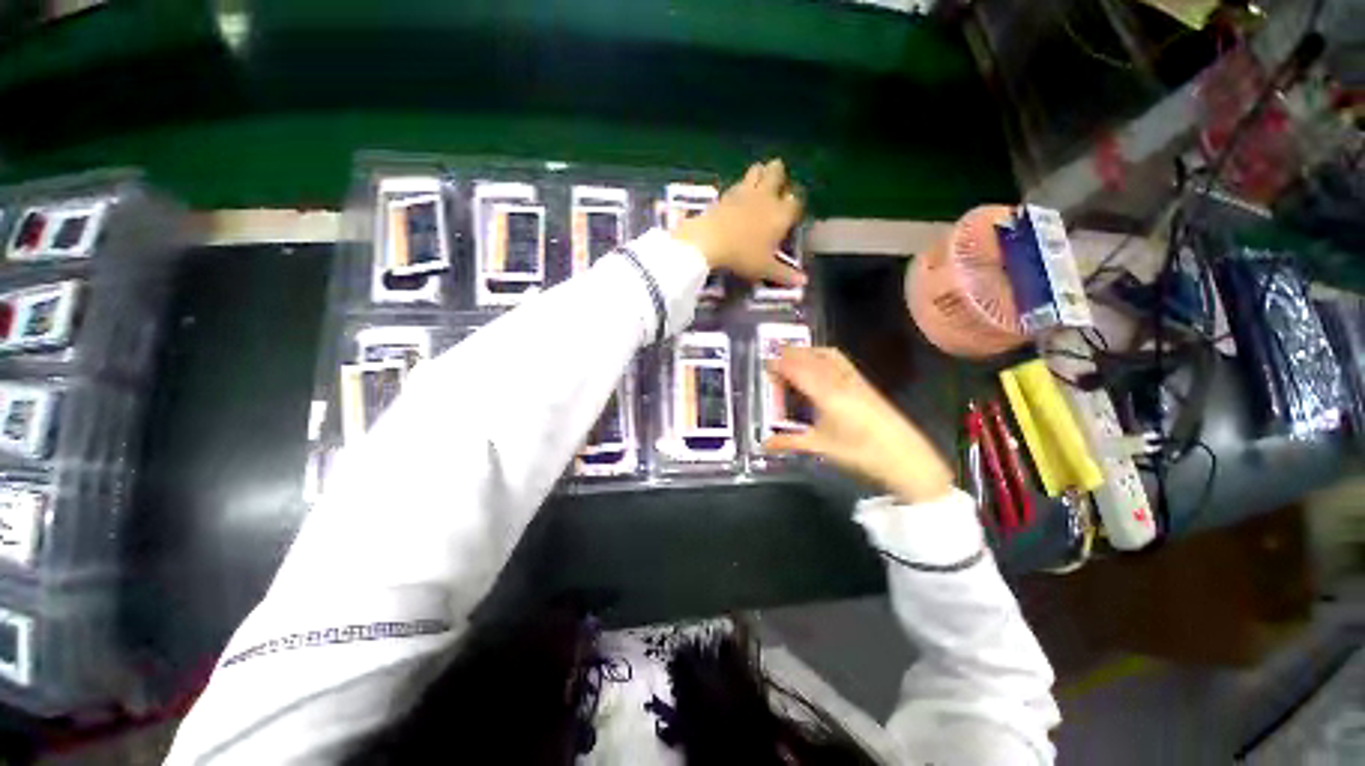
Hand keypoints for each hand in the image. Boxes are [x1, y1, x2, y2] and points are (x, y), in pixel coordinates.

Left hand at [673, 159, 805, 287]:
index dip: (795, 205)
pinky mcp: (725, 192)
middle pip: (777, 171)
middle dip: (779, 176)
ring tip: (757, 189)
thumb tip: (804, 282)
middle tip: (775, 191)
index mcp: (781, 214)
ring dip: (759, 174)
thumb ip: (784, 274)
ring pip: (757, 169)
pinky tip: (736, 199)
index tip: (791, 214)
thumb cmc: (742, 256)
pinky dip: (739, 187)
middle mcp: (766, 196)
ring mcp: (745, 191)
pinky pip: (737, 182)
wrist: (709, 241)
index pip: (796, 200)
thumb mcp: (765, 269)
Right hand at [764, 347, 954, 504]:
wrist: (904, 456)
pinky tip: (819, 365)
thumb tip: (763, 444)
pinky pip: (839, 360)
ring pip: (826, 355)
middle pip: (811, 357)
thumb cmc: (859, 452)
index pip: (797, 370)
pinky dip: (822, 356)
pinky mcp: (864, 383)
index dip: (780, 364)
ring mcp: (854, 379)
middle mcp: (839, 380)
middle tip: (773, 358)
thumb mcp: (820, 446)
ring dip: (807, 351)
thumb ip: (789, 442)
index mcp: (826, 393)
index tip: (765, 364)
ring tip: (793, 358)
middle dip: (791, 354)